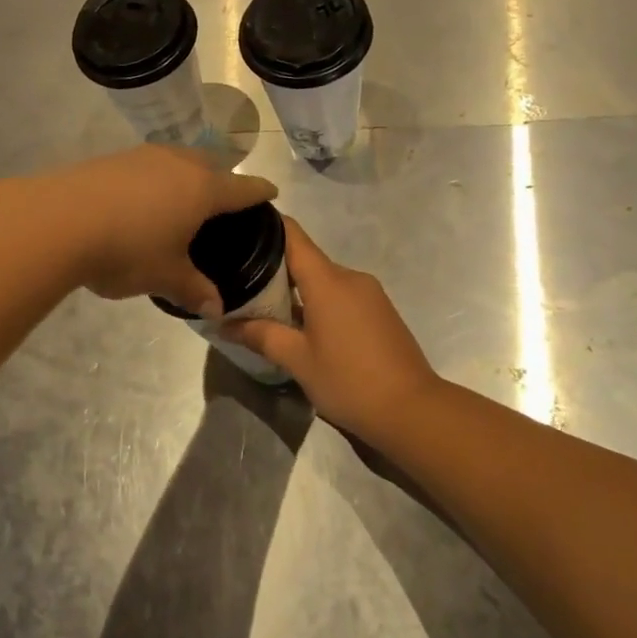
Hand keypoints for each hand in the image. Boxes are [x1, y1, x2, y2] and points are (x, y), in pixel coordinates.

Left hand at [35, 145, 276, 311]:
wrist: (58, 220)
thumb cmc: (127, 249)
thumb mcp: (165, 276)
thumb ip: (194, 289)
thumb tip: (217, 308)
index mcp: (202, 189)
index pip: (242, 187)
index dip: (259, 191)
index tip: (271, 191)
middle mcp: (178, 164)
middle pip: (211, 164)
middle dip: (222, 178)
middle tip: (223, 199)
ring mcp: (142, 156)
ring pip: (177, 160)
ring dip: (185, 174)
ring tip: (181, 198)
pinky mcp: (112, 159)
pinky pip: (147, 166)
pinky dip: (154, 180)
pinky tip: (140, 200)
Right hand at [220, 217, 440, 439]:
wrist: (412, 410)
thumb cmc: (349, 380)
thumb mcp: (298, 360)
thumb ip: (261, 336)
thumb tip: (224, 324)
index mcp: (328, 280)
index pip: (292, 235)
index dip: (266, 228)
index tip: (239, 232)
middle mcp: (350, 277)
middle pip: (306, 260)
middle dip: (274, 270)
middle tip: (240, 285)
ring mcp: (369, 294)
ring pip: (324, 281)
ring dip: (297, 292)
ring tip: (266, 310)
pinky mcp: (380, 312)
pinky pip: (341, 296)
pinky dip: (319, 304)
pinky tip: (303, 328)